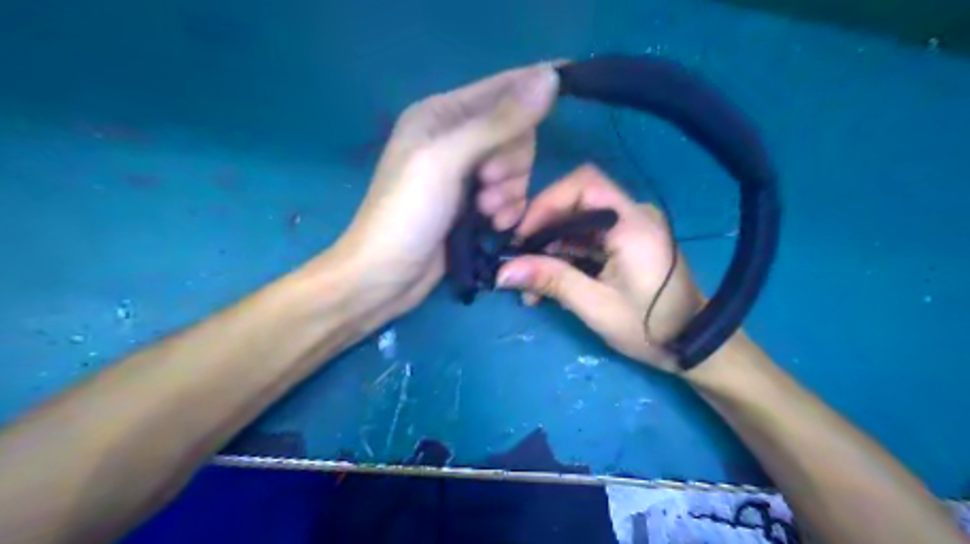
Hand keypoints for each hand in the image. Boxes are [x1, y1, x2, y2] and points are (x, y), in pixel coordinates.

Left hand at [321, 65, 560, 323]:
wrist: (387, 275)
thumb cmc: (408, 212)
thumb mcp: (447, 161)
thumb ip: (498, 122)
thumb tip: (549, 76)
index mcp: (441, 114)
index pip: (501, 88)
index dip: (531, 90)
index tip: (563, 89)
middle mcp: (456, 137)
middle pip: (515, 131)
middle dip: (511, 161)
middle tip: (487, 184)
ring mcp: (466, 173)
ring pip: (517, 166)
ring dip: (510, 191)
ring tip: (487, 213)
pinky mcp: (475, 203)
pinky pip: (512, 193)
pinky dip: (509, 208)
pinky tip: (495, 225)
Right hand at [495, 165, 700, 369]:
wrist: (692, 344)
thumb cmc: (651, 328)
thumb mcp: (597, 307)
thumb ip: (552, 282)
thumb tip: (503, 272)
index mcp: (633, 224)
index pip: (584, 184)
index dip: (546, 203)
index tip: (522, 236)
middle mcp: (632, 215)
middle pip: (576, 201)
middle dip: (541, 229)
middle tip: (518, 261)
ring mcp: (629, 228)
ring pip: (576, 222)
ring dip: (549, 247)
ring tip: (529, 283)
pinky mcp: (625, 242)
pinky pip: (586, 238)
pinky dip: (563, 256)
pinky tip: (548, 284)